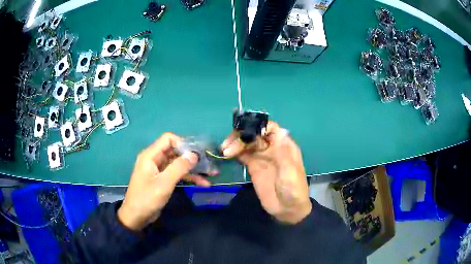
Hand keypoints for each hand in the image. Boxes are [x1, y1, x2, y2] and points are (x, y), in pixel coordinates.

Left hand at [118, 133, 210, 230]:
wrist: (136, 216)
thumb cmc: (147, 198)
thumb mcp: (164, 183)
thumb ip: (179, 167)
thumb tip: (194, 154)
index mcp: (151, 155)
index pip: (168, 139)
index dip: (183, 143)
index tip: (196, 154)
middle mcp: (155, 159)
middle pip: (175, 151)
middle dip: (192, 158)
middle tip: (209, 164)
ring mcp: (159, 170)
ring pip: (178, 164)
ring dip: (193, 169)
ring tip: (210, 175)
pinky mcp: (162, 179)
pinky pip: (177, 174)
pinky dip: (188, 177)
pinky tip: (202, 183)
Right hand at [221, 122, 311, 223]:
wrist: (287, 209)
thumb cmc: (293, 190)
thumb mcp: (290, 172)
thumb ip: (282, 153)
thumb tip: (278, 131)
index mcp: (284, 146)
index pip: (270, 128)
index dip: (257, 127)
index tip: (245, 133)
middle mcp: (272, 148)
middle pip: (255, 134)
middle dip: (242, 136)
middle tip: (229, 145)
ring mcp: (262, 157)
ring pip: (247, 143)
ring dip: (236, 144)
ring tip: (225, 150)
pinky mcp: (254, 167)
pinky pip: (243, 155)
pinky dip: (235, 152)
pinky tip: (227, 154)